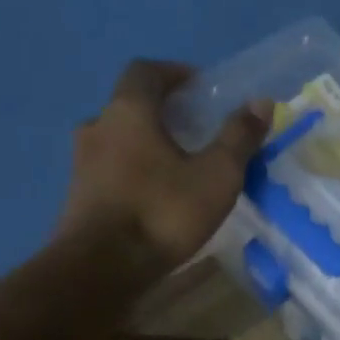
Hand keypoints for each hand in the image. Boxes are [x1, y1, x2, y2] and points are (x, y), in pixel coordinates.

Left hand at [57, 60, 271, 283]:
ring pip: (117, 139)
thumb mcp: (216, 176)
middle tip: (193, 129)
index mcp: (128, 111)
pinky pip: (109, 170)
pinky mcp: (78, 197)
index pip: (146, 71)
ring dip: (144, 143)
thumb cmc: (162, 212)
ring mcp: (81, 163)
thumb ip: (238, 138)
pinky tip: (153, 196)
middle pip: (129, 105)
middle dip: (161, 112)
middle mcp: (97, 127)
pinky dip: (132, 172)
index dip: (174, 73)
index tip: (198, 86)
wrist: (100, 268)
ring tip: (175, 166)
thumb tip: (261, 103)